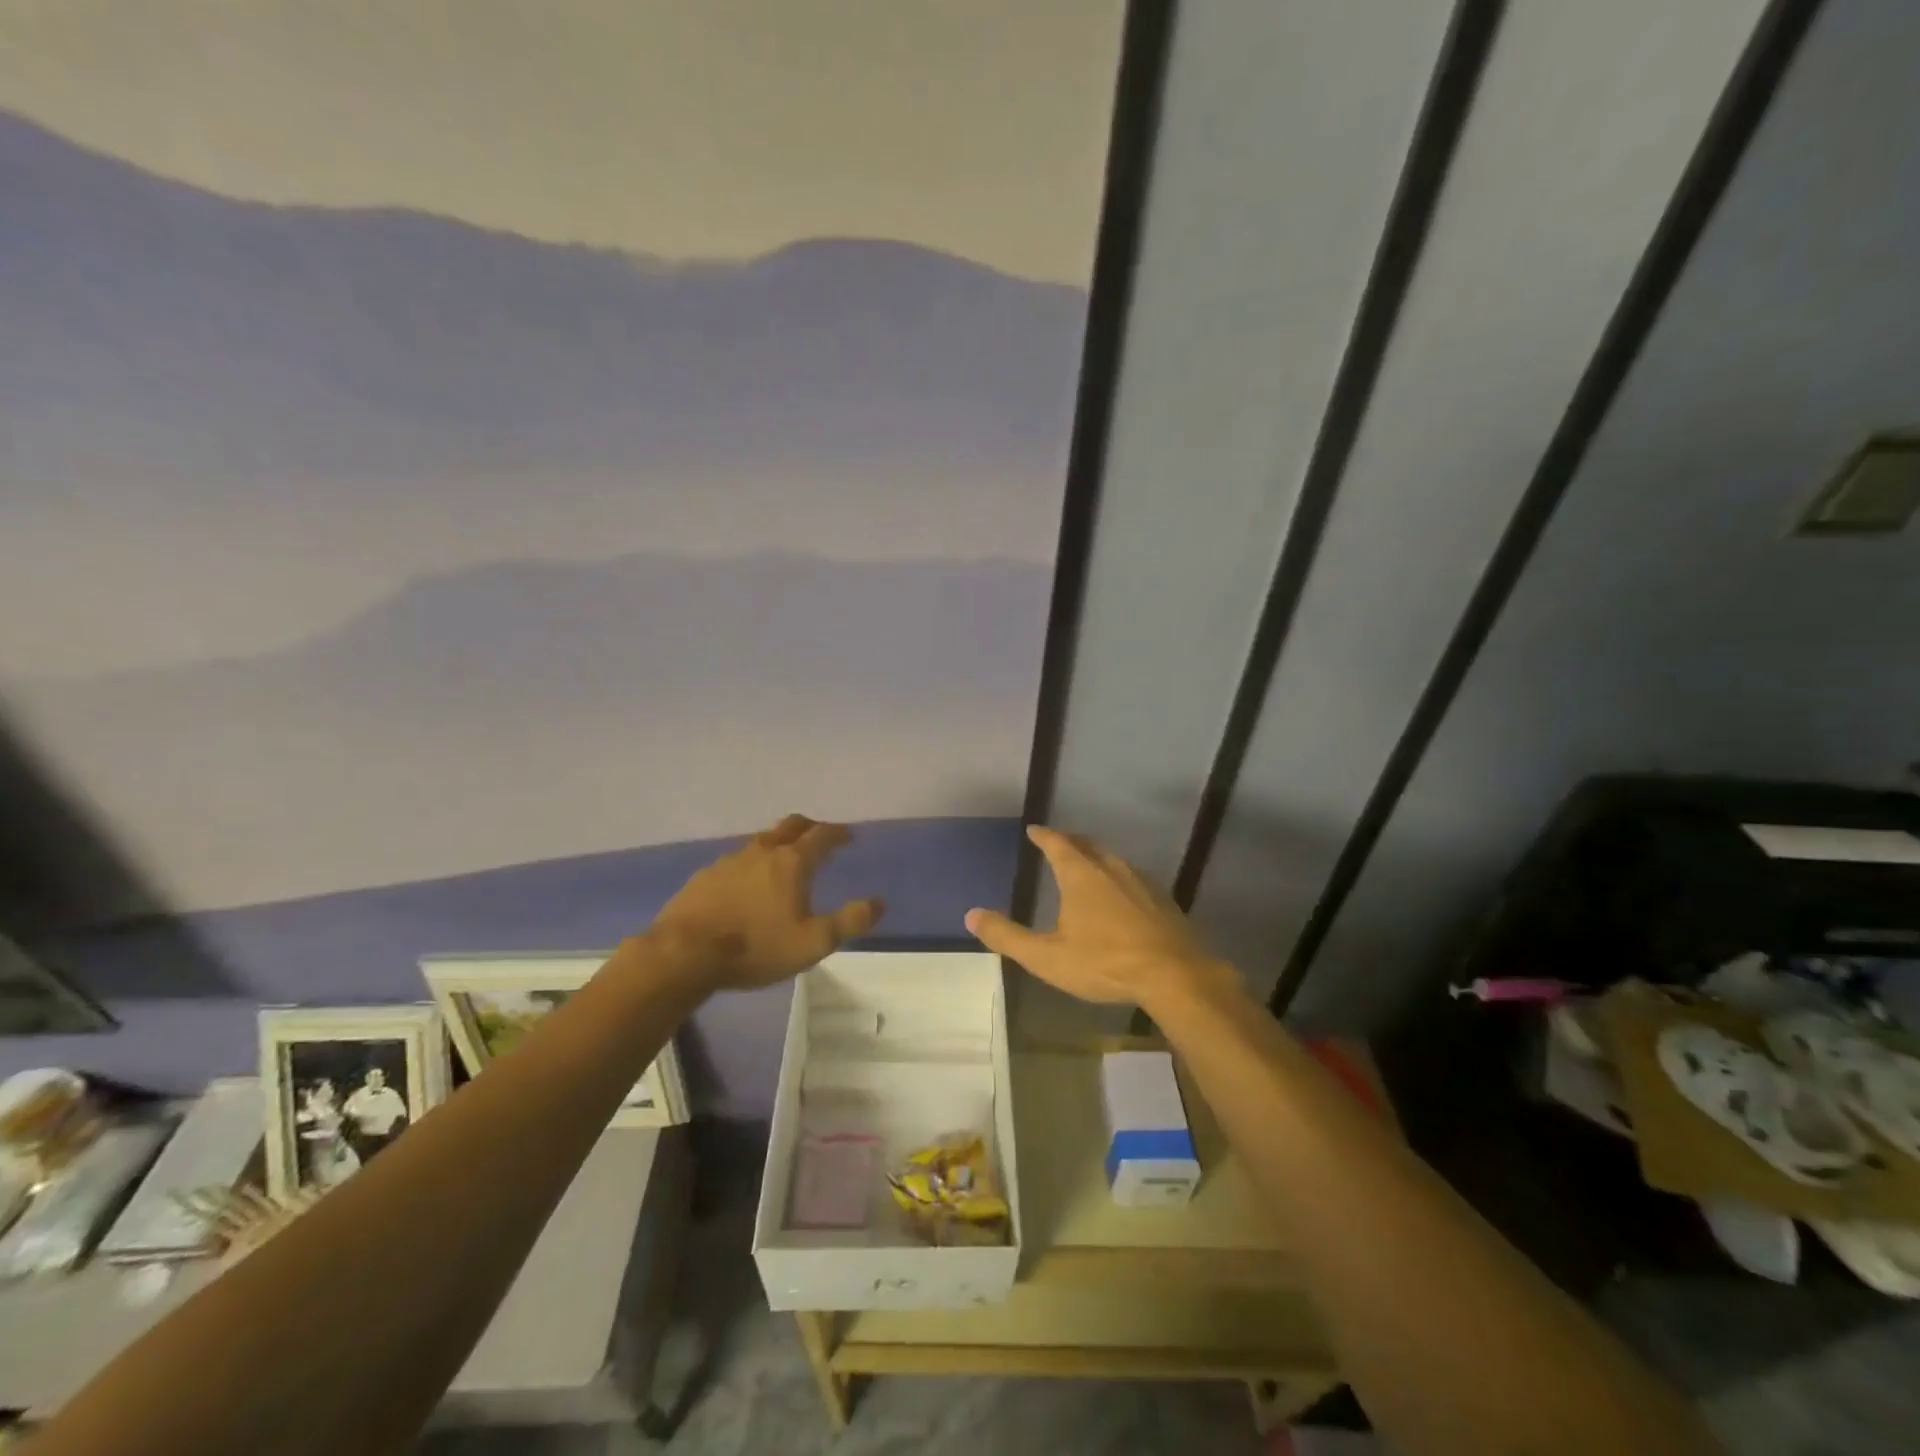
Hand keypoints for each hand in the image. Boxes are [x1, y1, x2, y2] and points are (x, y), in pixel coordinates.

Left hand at [645, 814, 882, 991]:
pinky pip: (735, 861)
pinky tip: (746, 883)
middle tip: (819, 835)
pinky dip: (750, 864)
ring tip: (784, 859)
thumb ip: (850, 921)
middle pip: (790, 826)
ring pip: (761, 841)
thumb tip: (879, 902)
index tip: (848, 834)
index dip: (838, 832)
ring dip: (778, 843)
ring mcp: (729, 861)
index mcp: (792, 862)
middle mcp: (762, 852)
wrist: (684, 954)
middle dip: (809, 826)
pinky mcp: (705, 876)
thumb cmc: (756, 947)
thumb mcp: (813, 942)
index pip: (822, 835)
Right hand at [964, 825, 1231, 1007]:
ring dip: (1096, 857)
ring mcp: (1141, 882)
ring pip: (1113, 860)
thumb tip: (971, 915)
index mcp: (1081, 875)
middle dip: (1070, 841)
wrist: (1173, 975)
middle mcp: (1111, 868)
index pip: (1058, 844)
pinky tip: (1122, 895)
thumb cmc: (1104, 962)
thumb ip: (1008, 936)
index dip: (1044, 836)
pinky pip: (1133, 878)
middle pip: (1087, 846)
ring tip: (1087, 864)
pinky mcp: (1163, 900)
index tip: (1034, 830)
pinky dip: (1119, 878)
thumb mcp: (1047, 957)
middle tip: (1059, 841)